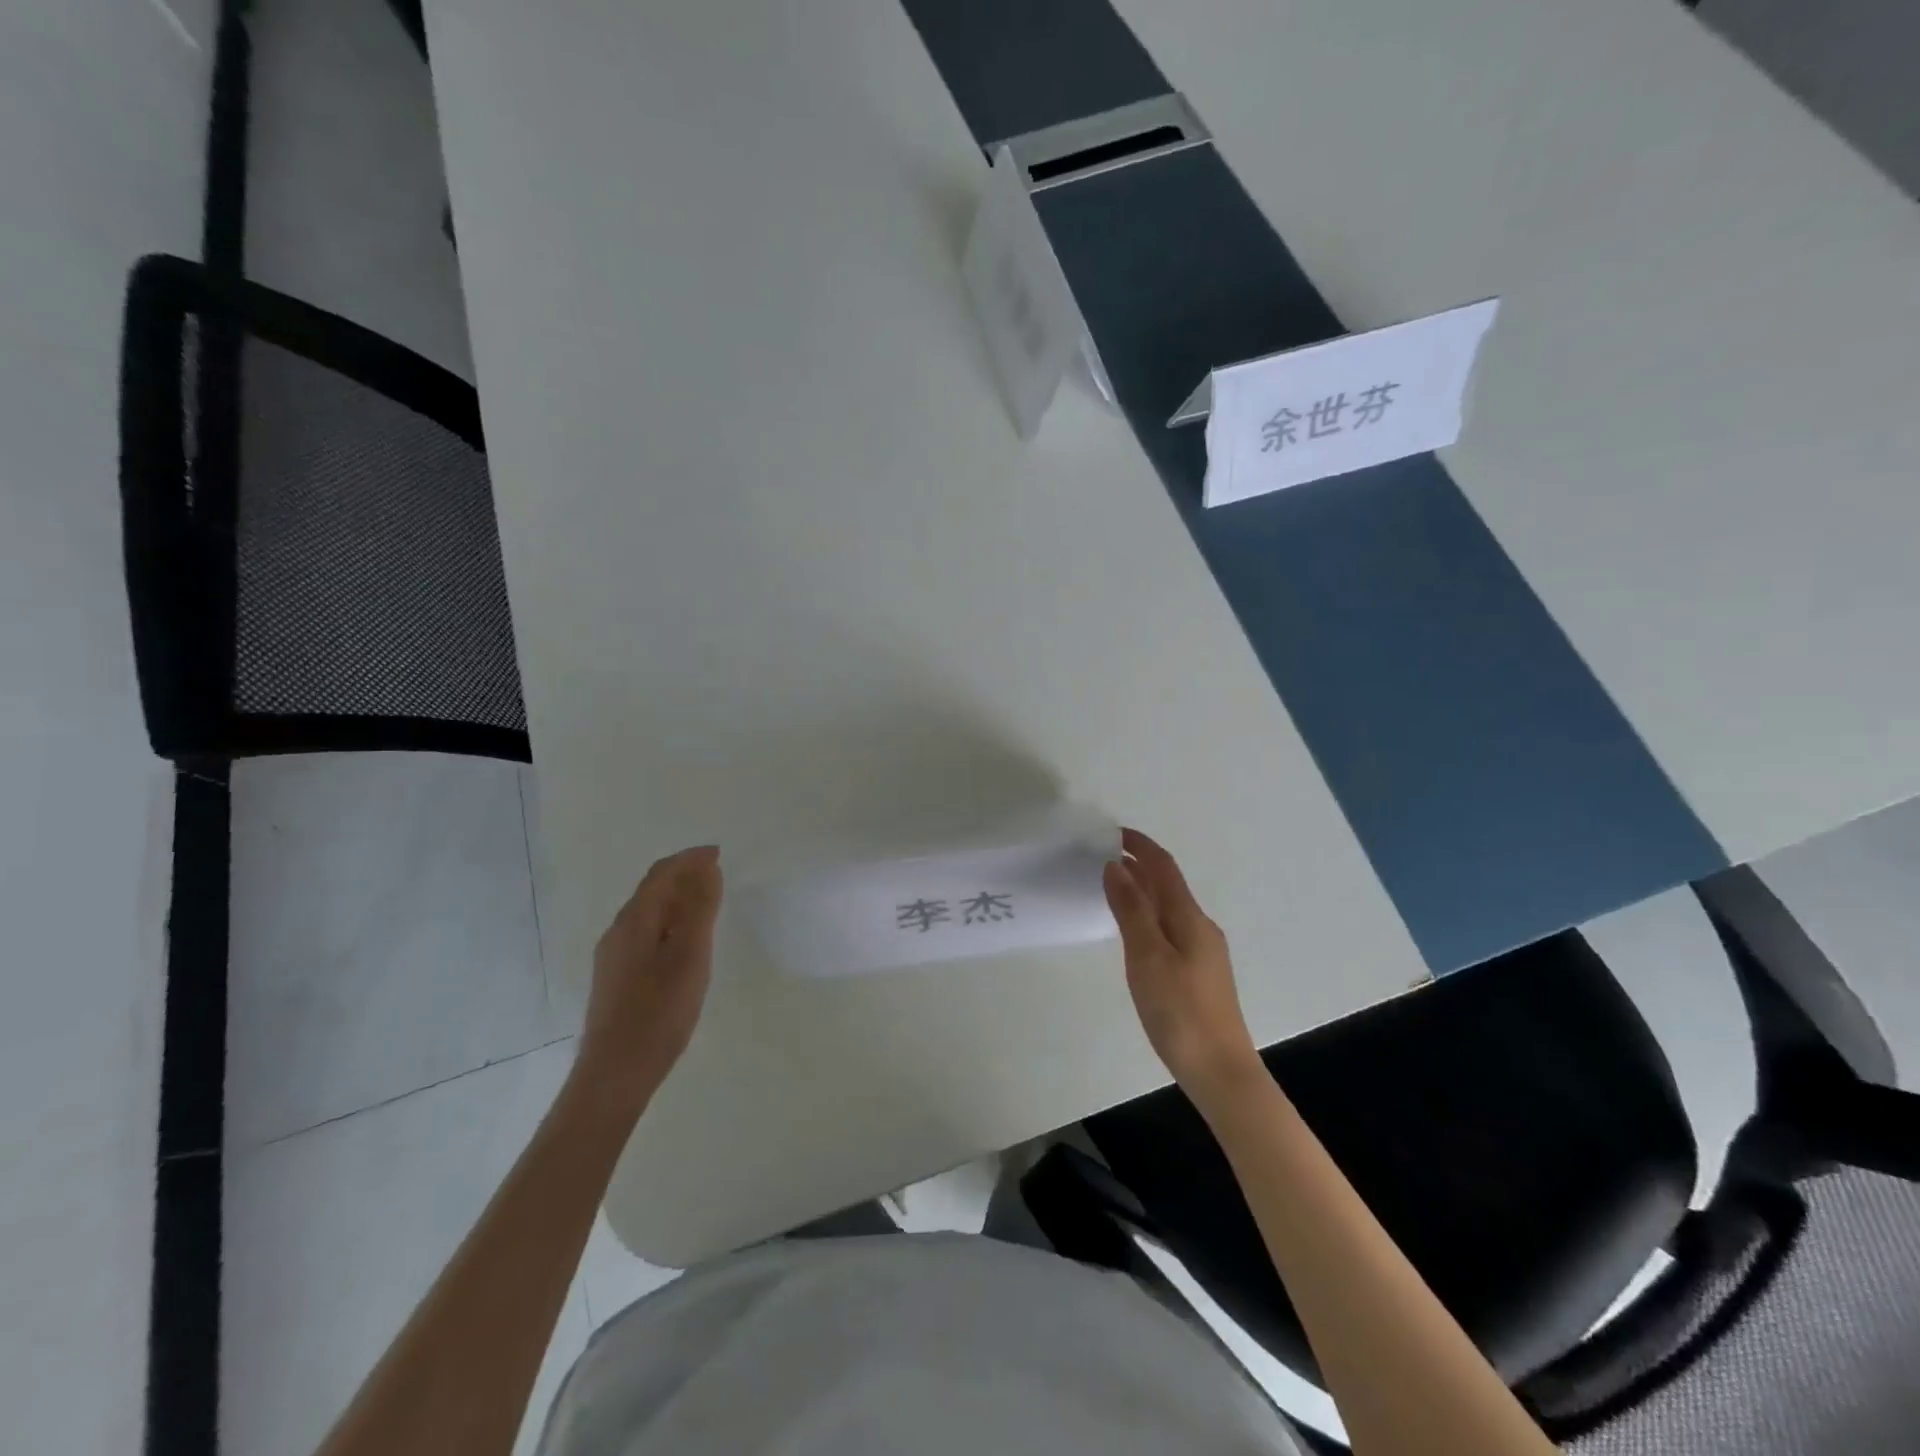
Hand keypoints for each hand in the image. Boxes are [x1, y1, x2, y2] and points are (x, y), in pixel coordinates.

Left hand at [572, 845, 723, 1119]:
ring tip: (707, 904)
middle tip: (716, 875)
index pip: (662, 874)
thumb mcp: (690, 956)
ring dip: (677, 899)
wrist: (615, 1074)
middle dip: (683, 876)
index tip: (719, 853)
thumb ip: (699, 909)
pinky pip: (646, 934)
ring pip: (648, 913)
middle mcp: (618, 932)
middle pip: (651, 890)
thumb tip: (706, 868)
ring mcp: (613, 957)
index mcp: (634, 921)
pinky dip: (669, 922)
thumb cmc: (659, 1011)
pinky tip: (684, 943)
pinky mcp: (616, 979)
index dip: (690, 859)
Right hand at [1105, 828, 1262, 1106]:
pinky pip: (1171, 927)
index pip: (1164, 868)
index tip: (1112, 832)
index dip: (1140, 846)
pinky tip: (1135, 930)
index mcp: (1190, 918)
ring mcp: (1204, 951)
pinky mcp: (1200, 973)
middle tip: (1103, 856)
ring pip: (1170, 906)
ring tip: (1114, 885)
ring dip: (1144, 889)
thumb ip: (1131, 911)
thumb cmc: (1180, 1011)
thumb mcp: (1147, 957)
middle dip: (1140, 865)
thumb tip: (1116, 867)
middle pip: (1169, 884)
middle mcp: (1200, 927)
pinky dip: (1150, 914)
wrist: (1220, 1071)